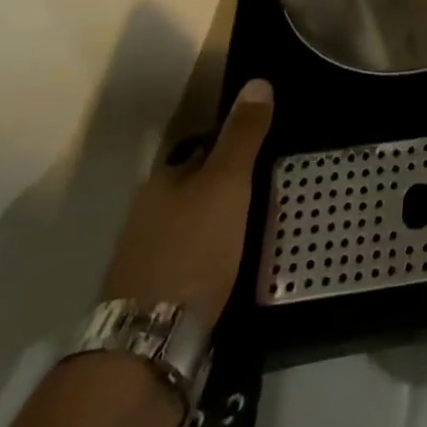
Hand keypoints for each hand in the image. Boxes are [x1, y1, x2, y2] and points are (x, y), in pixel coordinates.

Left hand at [101, 78, 273, 330]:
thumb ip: (243, 135)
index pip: (201, 147)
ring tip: (268, 222)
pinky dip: (218, 256)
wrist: (150, 346)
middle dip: (232, 185)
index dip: (234, 143)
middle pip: (198, 187)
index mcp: (162, 182)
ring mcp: (149, 258)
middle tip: (278, 182)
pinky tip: (242, 263)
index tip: (269, 144)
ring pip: (197, 225)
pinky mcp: (158, 296)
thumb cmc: (192, 250)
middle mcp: (149, 215)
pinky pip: (197, 259)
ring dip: (226, 222)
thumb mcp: (227, 183)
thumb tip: (257, 81)